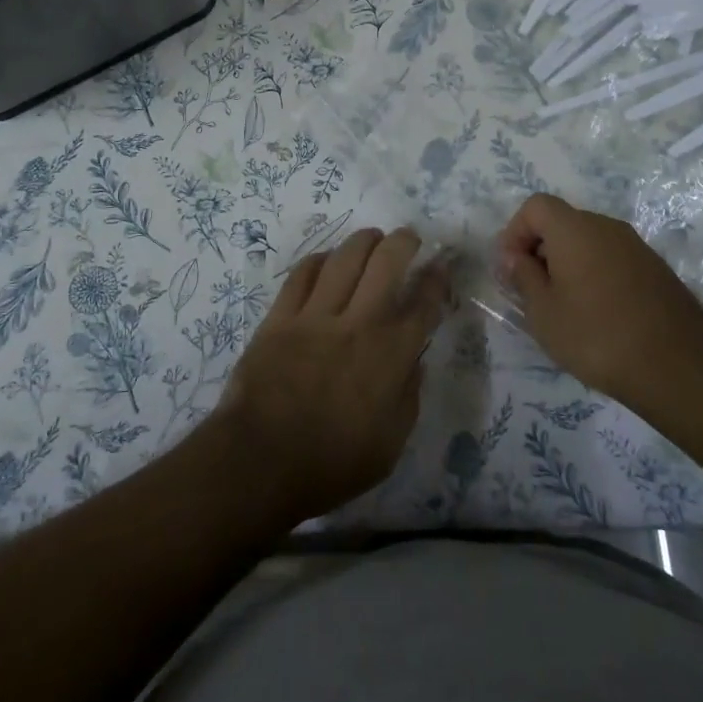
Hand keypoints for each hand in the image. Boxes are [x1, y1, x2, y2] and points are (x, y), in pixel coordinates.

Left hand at [212, 228, 448, 526]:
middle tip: (408, 238)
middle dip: (404, 241)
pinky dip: (319, 260)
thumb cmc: (333, 463)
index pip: (424, 303)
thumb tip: (414, 360)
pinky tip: (327, 259)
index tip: (441, 267)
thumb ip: (408, 396)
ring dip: (364, 241)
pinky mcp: (280, 317)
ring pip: (345, 258)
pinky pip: (302, 274)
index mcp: (391, 355)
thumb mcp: (390, 444)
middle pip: (387, 262)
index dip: (437, 279)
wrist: (261, 461)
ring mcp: (316, 315)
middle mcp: (359, 323)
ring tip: (372, 238)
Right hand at [498, 193, 702, 413]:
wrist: (680, 368)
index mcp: (574, 229)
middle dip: (540, 250)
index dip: (515, 232)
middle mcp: (607, 227)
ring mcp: (636, 247)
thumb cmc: (597, 336)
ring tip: (564, 307)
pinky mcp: (656, 270)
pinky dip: (595, 275)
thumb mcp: (543, 312)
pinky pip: (612, 260)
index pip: (535, 206)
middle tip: (532, 292)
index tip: (511, 269)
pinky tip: (597, 315)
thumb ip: (523, 276)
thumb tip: (515, 257)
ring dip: (568, 264)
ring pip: (589, 242)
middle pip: (562, 222)